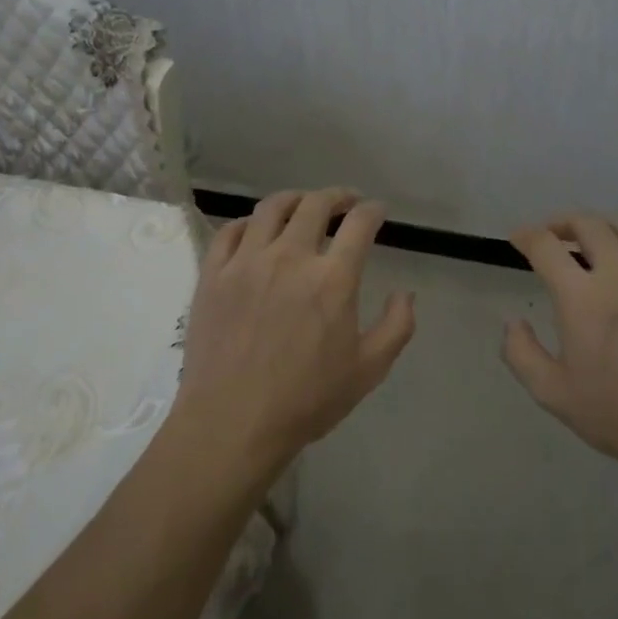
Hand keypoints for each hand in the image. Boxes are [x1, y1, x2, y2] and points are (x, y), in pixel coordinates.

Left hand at [175, 189, 415, 478]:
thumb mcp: (368, 371)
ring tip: (302, 205)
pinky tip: (256, 230)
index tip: (377, 211)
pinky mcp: (213, 274)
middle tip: (345, 202)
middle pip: (315, 204)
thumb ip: (396, 327)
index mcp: (332, 279)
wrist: (232, 422)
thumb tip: (405, 294)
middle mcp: (290, 258)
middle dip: (337, 196)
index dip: (372, 211)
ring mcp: (246, 262)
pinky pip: (230, 231)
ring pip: (271, 208)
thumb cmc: (306, 400)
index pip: (359, 224)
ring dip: (294, 199)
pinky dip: (249, 222)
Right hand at [502, 214, 617, 476]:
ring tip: (595, 244)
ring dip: (604, 230)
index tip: (518, 238)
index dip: (527, 236)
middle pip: (590, 225)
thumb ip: (521, 353)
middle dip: (564, 223)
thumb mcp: (553, 394)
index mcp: (583, 298)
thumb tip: (513, 322)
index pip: (546, 247)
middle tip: (553, 235)